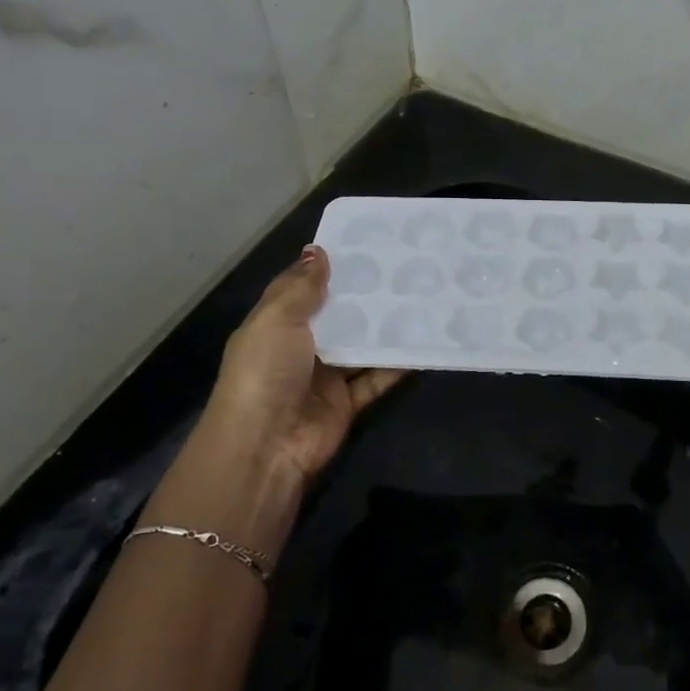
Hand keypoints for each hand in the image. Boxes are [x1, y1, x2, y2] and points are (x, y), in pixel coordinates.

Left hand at [202, 247, 405, 485]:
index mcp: (275, 324)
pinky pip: (377, 378)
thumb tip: (319, 250)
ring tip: (421, 296)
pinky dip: (398, 364)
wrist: (266, 447)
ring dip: (385, 326)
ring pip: (361, 345)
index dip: (329, 267)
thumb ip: (301, 288)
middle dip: (365, 295)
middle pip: (337, 315)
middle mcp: (300, 347)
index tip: (366, 243)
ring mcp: (325, 376)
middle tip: (405, 266)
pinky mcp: (348, 402)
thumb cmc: (265, 372)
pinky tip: (424, 340)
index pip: (303, 288)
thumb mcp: (276, 320)